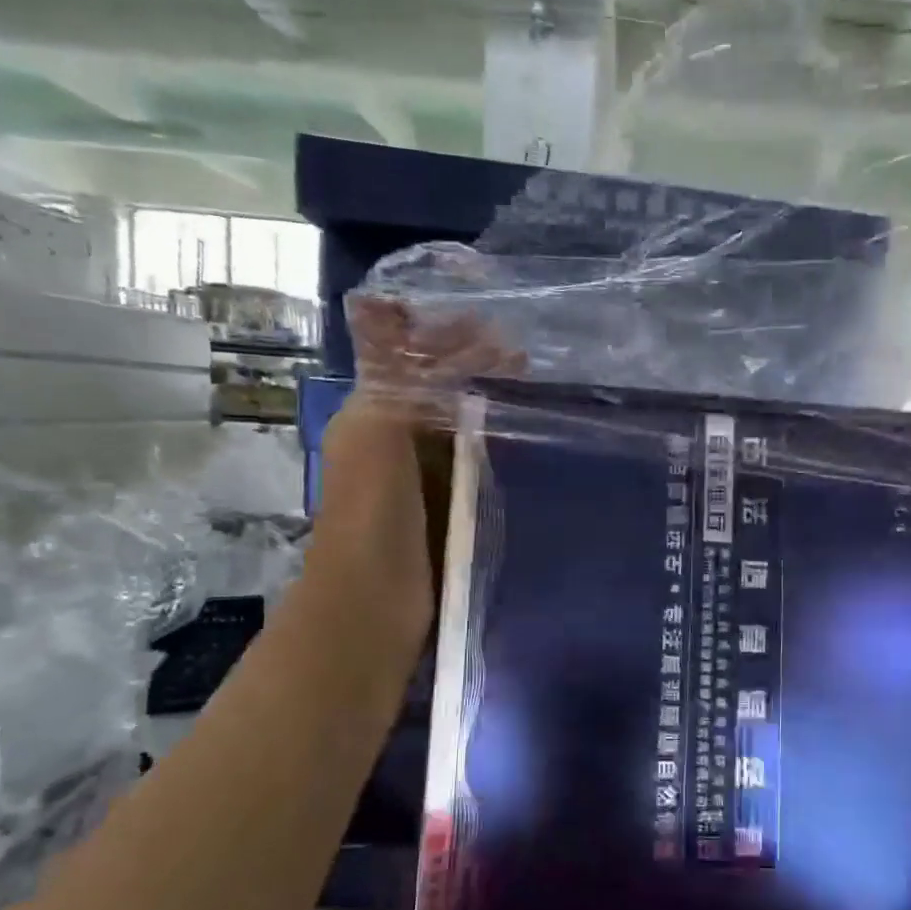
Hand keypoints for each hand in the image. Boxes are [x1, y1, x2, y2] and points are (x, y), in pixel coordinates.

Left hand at [308, 298, 521, 656]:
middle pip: (439, 393)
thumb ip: (385, 375)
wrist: (375, 608)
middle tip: (530, 361)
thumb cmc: (374, 516)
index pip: (408, 361)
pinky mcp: (450, 512)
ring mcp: (423, 481)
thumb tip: (379, 301)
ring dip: (494, 409)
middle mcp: (395, 442)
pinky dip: (502, 450)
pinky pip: (477, 468)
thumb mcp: (376, 434)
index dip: (445, 339)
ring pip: (461, 429)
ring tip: (540, 395)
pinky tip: (534, 445)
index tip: (496, 329)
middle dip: (479, 371)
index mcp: (370, 417)